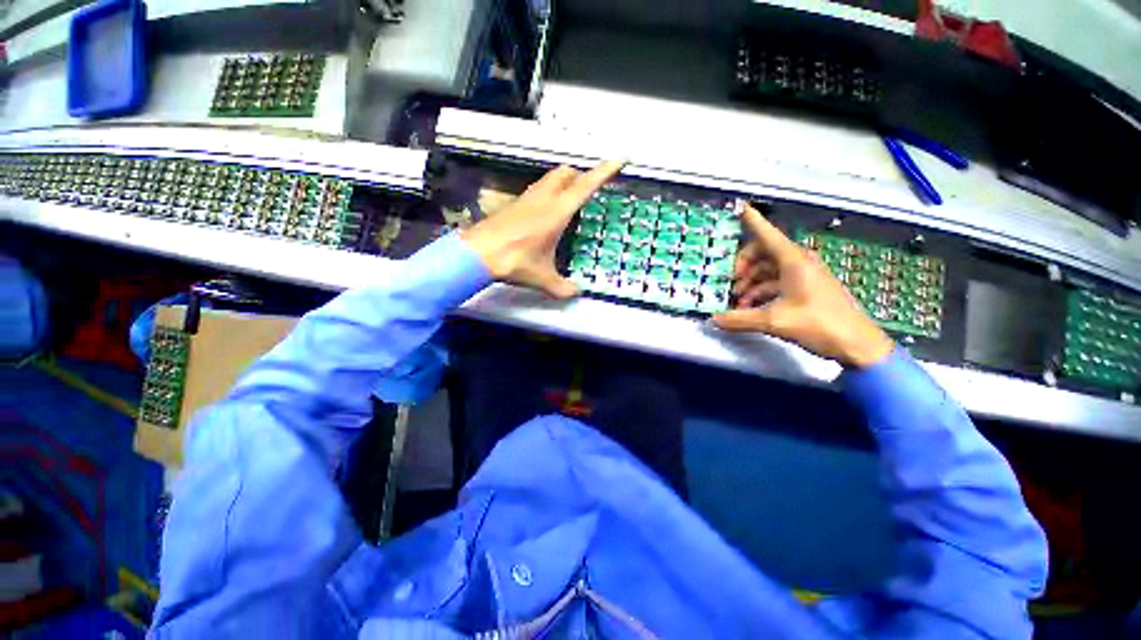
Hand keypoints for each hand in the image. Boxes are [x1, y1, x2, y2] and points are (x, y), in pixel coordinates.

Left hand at [462, 161, 622, 298]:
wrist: (477, 254)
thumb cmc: (514, 261)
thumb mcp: (542, 278)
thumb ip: (562, 287)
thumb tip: (575, 293)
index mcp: (556, 212)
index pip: (584, 186)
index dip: (603, 172)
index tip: (616, 161)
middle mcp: (542, 199)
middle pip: (565, 173)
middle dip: (580, 175)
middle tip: (588, 188)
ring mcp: (525, 199)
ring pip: (548, 179)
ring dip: (562, 182)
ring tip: (569, 199)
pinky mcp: (513, 204)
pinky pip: (536, 190)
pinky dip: (546, 193)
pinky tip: (544, 212)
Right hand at [712, 203, 894, 367]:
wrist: (857, 345)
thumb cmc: (819, 324)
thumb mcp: (775, 322)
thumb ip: (740, 319)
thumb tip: (713, 320)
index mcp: (793, 262)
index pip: (768, 235)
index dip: (753, 221)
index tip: (741, 208)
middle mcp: (798, 263)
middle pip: (763, 253)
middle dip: (743, 266)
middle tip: (730, 282)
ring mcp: (803, 276)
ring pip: (768, 270)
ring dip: (750, 283)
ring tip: (737, 301)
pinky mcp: (806, 289)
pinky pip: (776, 283)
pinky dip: (760, 292)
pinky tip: (750, 308)